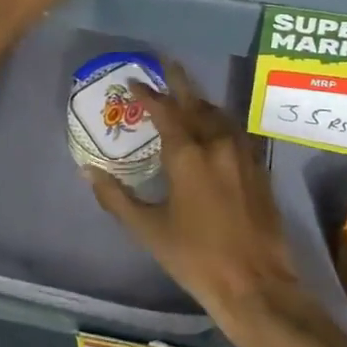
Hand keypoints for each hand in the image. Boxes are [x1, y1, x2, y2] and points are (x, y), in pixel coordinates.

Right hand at [89, 64, 346, 346]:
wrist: (255, 283)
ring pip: (218, 114)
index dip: (147, 94)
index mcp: (187, 154)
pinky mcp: (258, 167)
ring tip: (186, 97)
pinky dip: (218, 121)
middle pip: (195, 101)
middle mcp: (216, 143)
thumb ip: (116, 198)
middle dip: (178, 81)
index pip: (164, 110)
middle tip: (166, 63)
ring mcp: (242, 153)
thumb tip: (88, 171)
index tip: (134, 81)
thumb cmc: (195, 257)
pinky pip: (234, 131)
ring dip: (200, 102)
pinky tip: (213, 129)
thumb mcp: (149, 230)